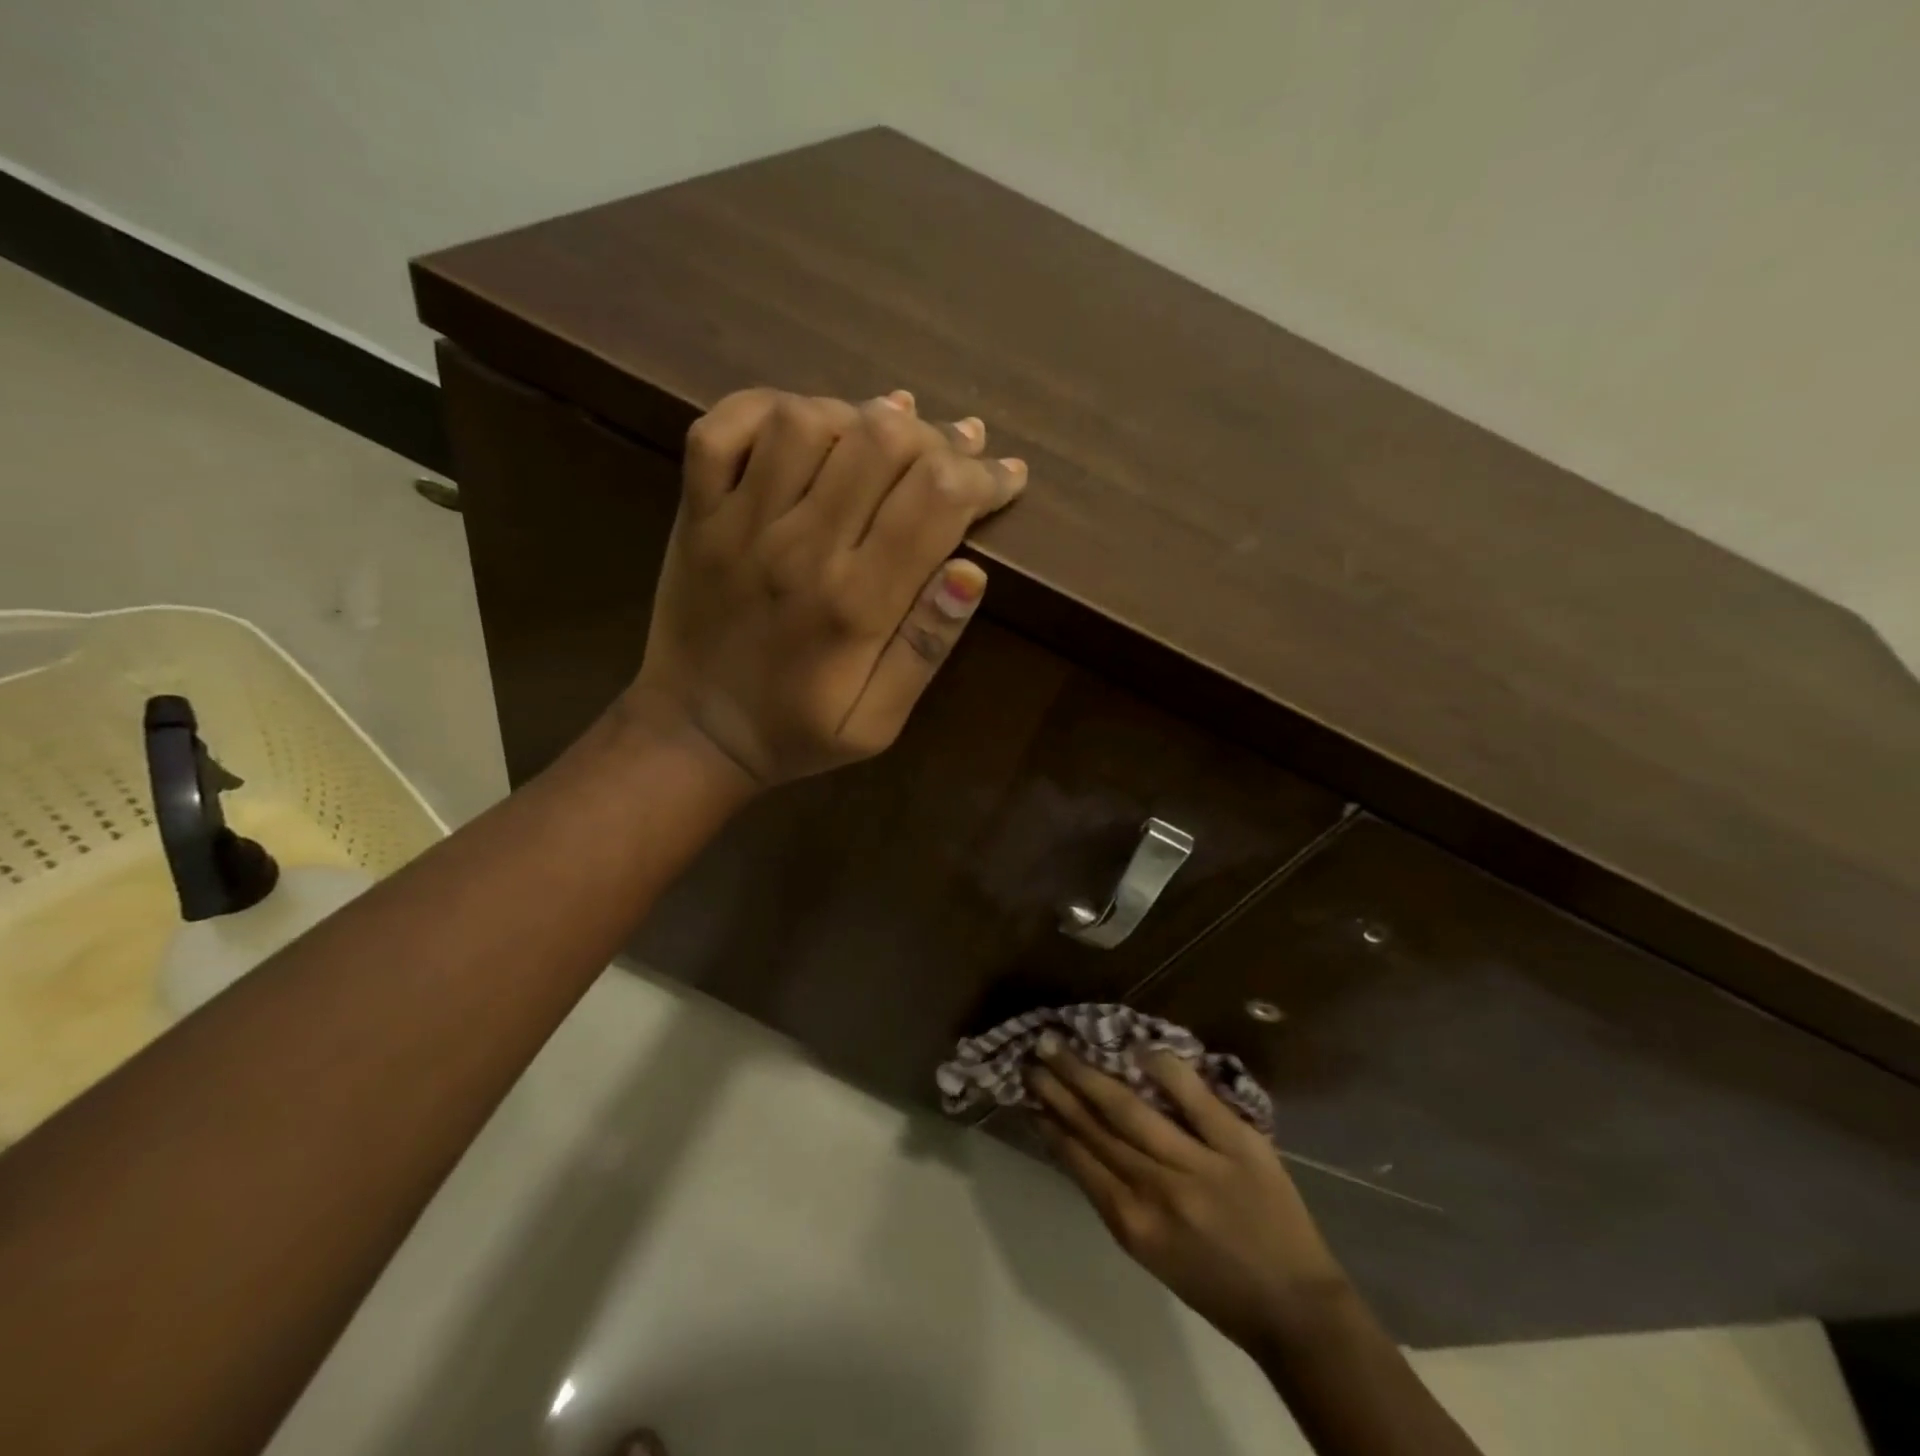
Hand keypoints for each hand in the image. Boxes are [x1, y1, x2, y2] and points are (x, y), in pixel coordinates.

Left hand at [628, 388, 1025, 784]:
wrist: (693, 734)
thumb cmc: (795, 734)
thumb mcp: (878, 724)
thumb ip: (924, 649)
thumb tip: (971, 571)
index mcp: (855, 603)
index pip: (937, 499)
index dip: (984, 477)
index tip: (1007, 476)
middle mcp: (800, 547)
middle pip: (882, 442)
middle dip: (937, 437)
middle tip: (957, 450)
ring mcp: (739, 522)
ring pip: (808, 419)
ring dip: (860, 416)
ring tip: (888, 433)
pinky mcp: (697, 512)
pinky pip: (724, 426)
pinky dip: (768, 407)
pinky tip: (804, 426)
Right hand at [1029, 1038, 1350, 1354]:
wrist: (1295, 1309)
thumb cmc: (1216, 1285)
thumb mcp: (1152, 1252)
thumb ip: (1118, 1197)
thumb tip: (1080, 1142)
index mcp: (1133, 1224)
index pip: (1079, 1159)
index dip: (1051, 1122)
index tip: (1029, 1093)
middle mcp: (1158, 1191)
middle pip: (1096, 1127)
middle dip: (1059, 1089)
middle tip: (1032, 1055)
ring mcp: (1199, 1164)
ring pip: (1130, 1110)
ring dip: (1089, 1075)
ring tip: (1061, 1046)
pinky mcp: (1238, 1144)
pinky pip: (1193, 1098)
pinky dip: (1164, 1070)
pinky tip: (1137, 1049)